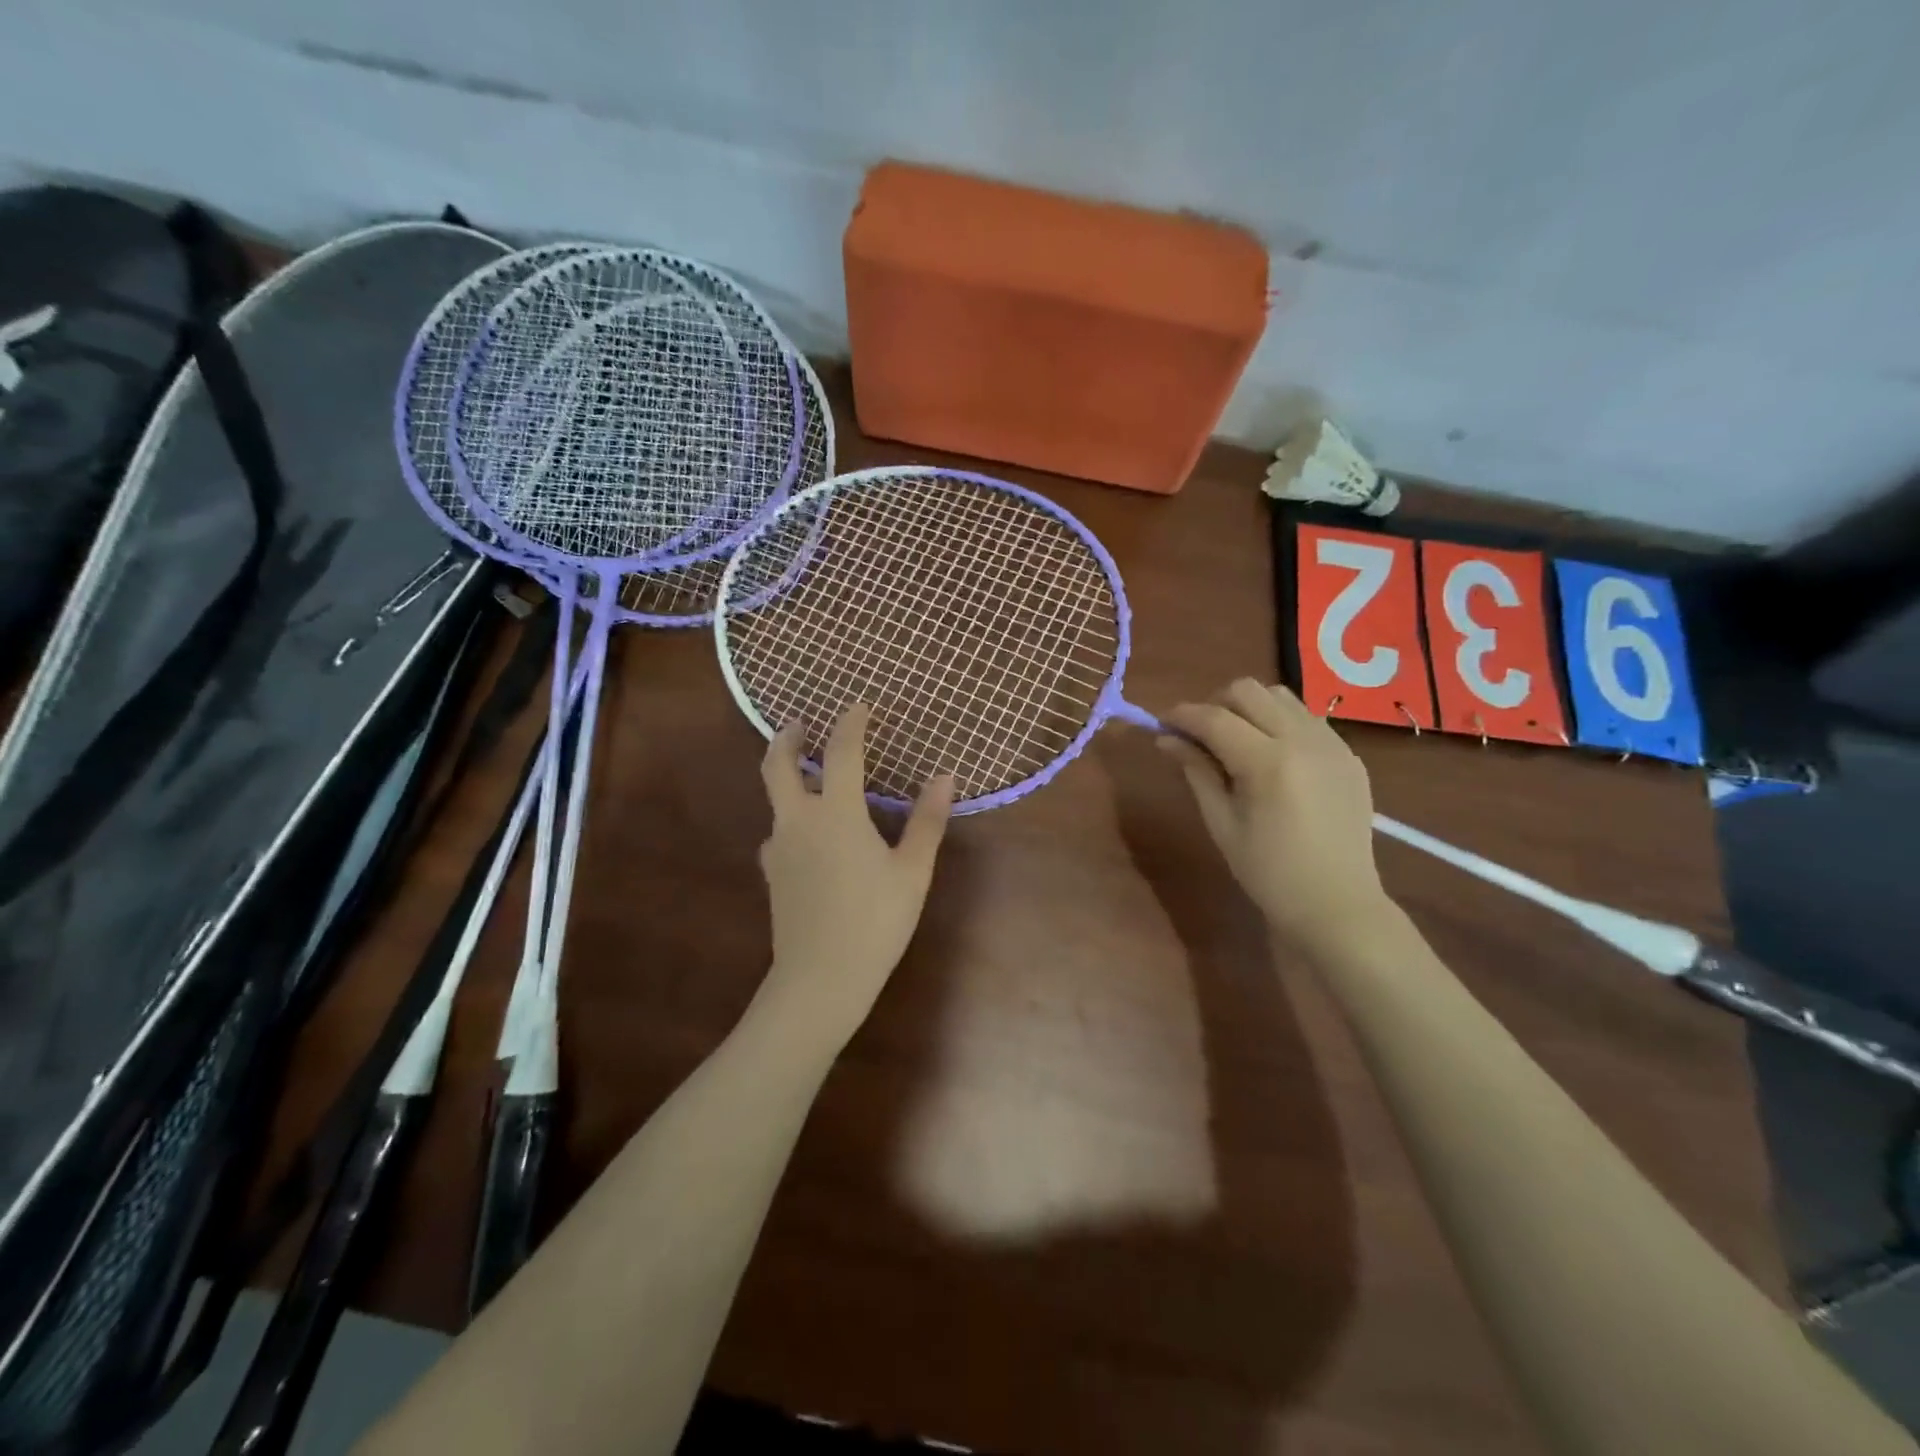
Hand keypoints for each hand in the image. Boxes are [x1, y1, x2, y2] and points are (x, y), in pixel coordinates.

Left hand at [754, 705, 954, 1049]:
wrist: (819, 979)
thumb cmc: (875, 921)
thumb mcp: (912, 871)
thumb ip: (927, 821)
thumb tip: (946, 777)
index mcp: (836, 813)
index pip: (842, 752)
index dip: (851, 723)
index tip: (860, 706)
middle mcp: (798, 821)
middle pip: (778, 766)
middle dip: (788, 739)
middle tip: (799, 723)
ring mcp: (779, 849)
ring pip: (774, 800)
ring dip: (787, 777)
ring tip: (811, 777)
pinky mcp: (773, 876)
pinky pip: (778, 833)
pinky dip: (791, 819)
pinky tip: (809, 837)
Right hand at [1161, 679, 1389, 956]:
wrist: (1337, 904)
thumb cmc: (1268, 872)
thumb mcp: (1221, 823)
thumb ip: (1196, 772)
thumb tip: (1166, 739)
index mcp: (1268, 763)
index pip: (1214, 718)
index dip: (1182, 715)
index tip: (1162, 724)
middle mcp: (1303, 740)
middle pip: (1248, 691)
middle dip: (1215, 704)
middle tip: (1199, 735)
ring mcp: (1332, 744)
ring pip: (1280, 696)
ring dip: (1249, 708)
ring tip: (1236, 740)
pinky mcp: (1349, 754)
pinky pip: (1306, 717)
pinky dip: (1279, 722)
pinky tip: (1271, 755)